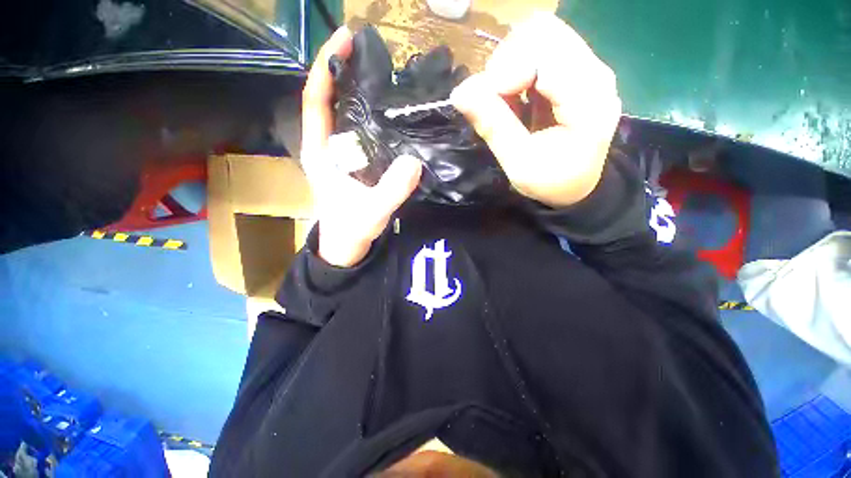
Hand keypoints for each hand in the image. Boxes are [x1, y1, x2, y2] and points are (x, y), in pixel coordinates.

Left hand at [301, 27, 422, 266]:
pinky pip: (359, 132)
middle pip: (329, 101)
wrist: (346, 245)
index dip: (327, 68)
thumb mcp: (372, 212)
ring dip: (358, 91)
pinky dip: (369, 116)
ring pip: (344, 115)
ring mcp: (339, 155)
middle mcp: (326, 148)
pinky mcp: (352, 163)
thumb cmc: (351, 229)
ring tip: (382, 74)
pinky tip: (388, 112)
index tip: (345, 40)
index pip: (316, 101)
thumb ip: (392, 190)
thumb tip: (415, 160)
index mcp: (320, 152)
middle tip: (370, 52)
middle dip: (344, 72)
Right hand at [450, 12, 621, 208]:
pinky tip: (515, 97)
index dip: (506, 71)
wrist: (576, 187)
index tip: (487, 101)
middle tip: (495, 99)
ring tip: (505, 101)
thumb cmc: (550, 183)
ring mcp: (586, 67)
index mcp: (588, 99)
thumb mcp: (518, 163)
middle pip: (542, 32)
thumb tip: (459, 92)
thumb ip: (493, 126)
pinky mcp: (575, 70)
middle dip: (506, 63)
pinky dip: (517, 69)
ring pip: (539, 35)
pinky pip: (540, 49)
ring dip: (510, 64)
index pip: (544, 51)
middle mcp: (594, 72)